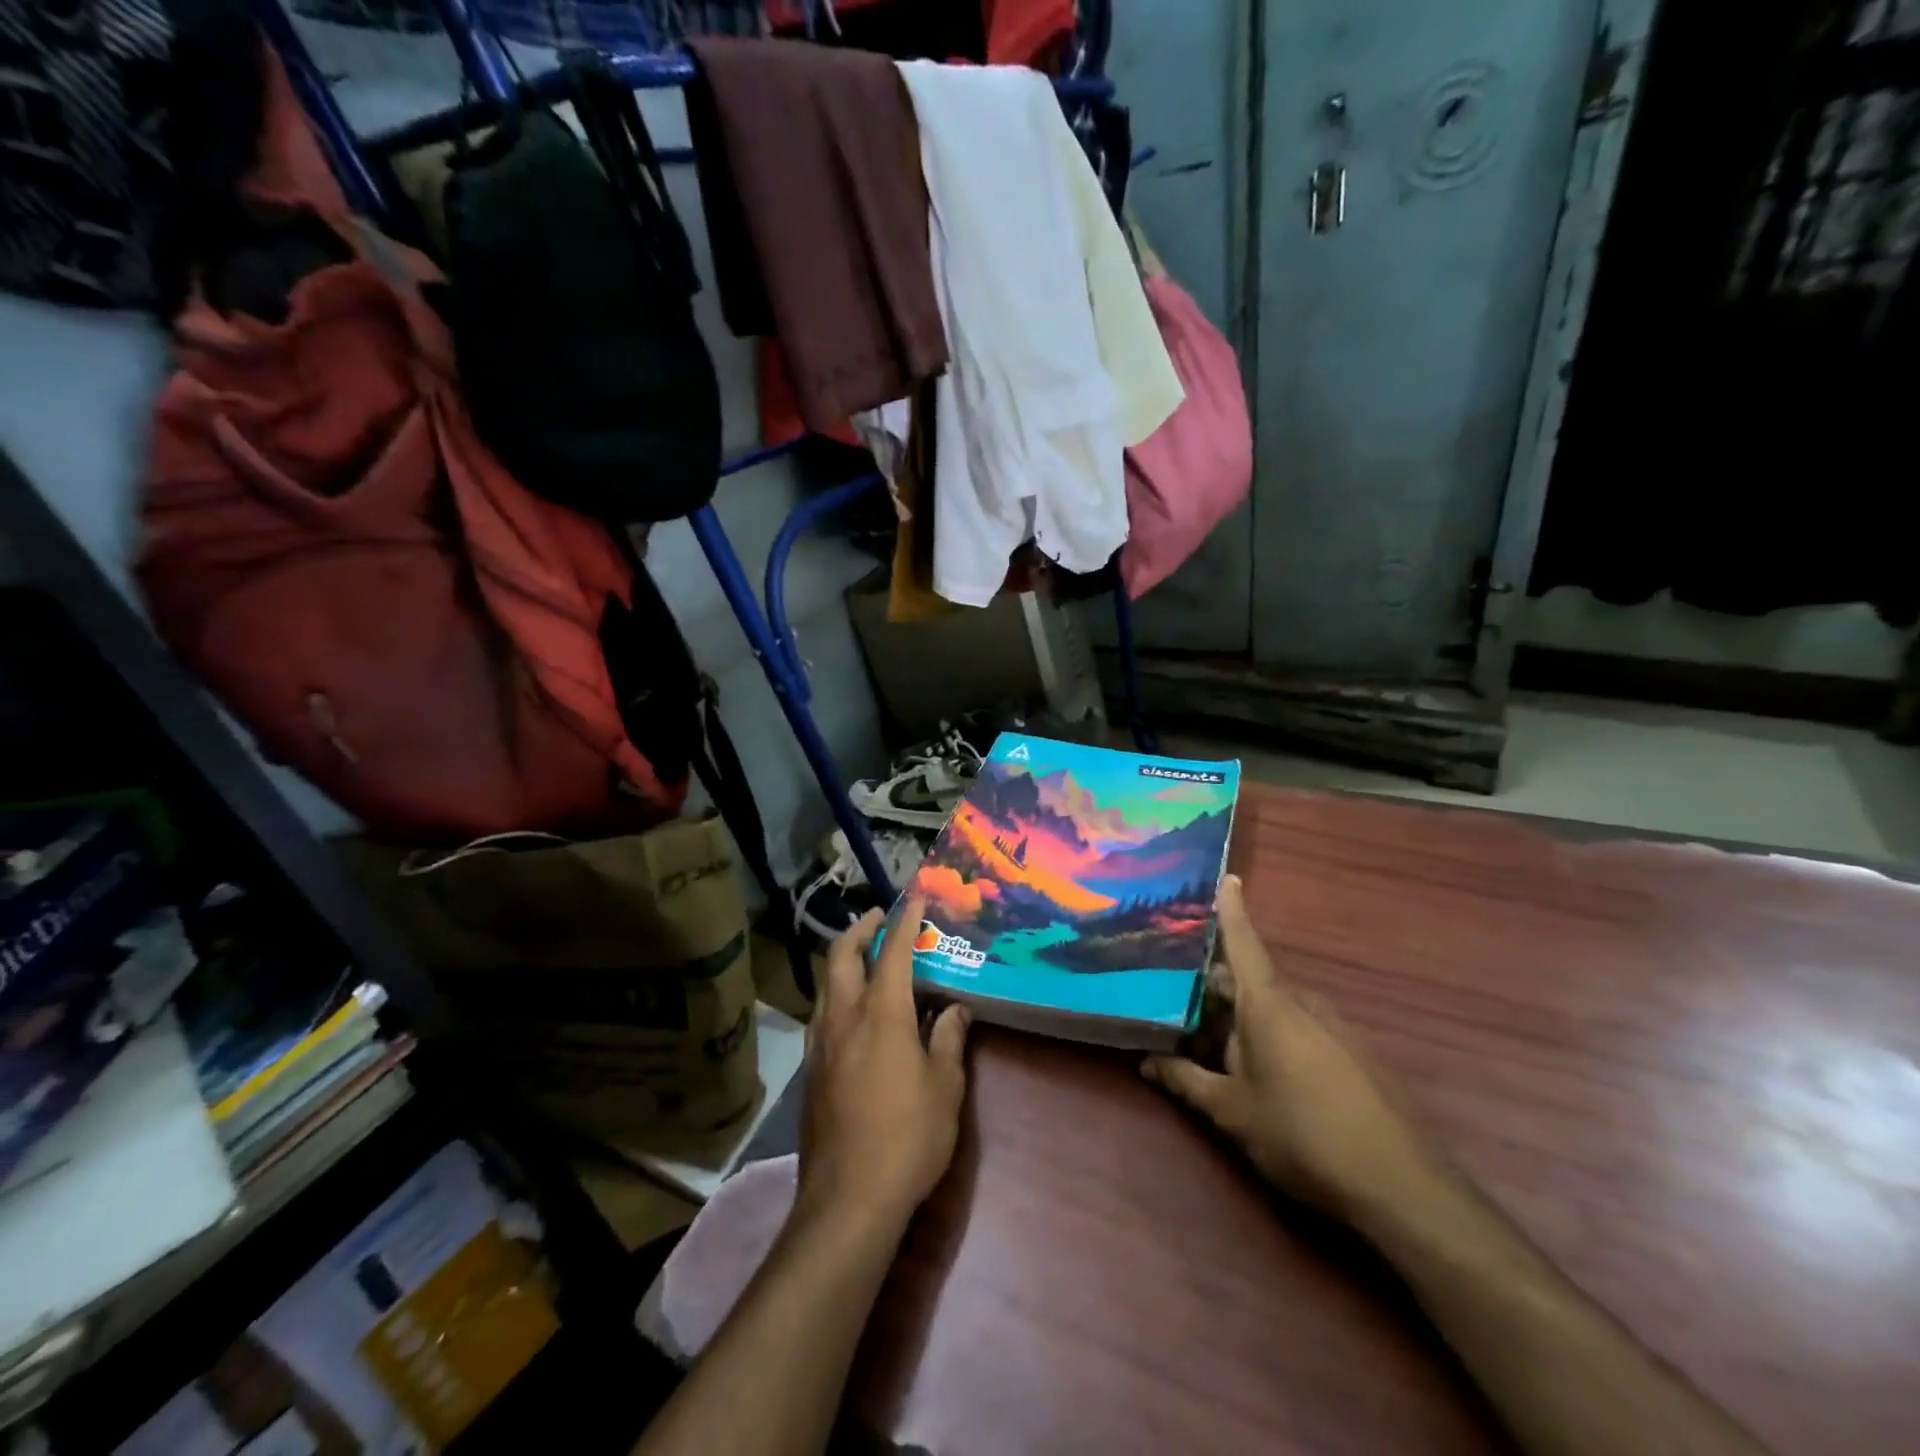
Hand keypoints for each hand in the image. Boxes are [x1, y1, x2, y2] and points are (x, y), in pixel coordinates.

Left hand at [796, 896, 970, 1233]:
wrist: (847, 1200)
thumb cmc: (908, 1138)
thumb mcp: (944, 1088)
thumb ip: (949, 1041)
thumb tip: (955, 1010)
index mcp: (882, 1014)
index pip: (893, 952)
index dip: (905, 920)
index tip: (914, 896)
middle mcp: (844, 1017)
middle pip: (843, 956)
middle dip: (860, 929)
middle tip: (879, 919)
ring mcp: (820, 1043)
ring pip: (827, 984)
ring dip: (845, 960)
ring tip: (867, 959)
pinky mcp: (810, 1070)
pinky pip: (822, 1013)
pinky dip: (837, 993)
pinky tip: (853, 1012)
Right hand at [1143, 875, 1440, 1223]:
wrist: (1401, 1187)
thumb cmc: (1301, 1134)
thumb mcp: (1231, 1111)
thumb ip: (1185, 1081)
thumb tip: (1145, 1061)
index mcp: (1269, 1005)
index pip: (1243, 944)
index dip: (1232, 910)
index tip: (1229, 876)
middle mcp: (1302, 1004)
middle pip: (1251, 981)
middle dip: (1215, 990)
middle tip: (1177, 1001)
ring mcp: (1334, 1028)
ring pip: (1275, 1008)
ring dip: (1242, 1018)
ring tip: (1210, 1042)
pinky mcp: (1354, 1054)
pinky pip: (1301, 1029)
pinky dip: (1272, 1036)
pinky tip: (1260, 1071)